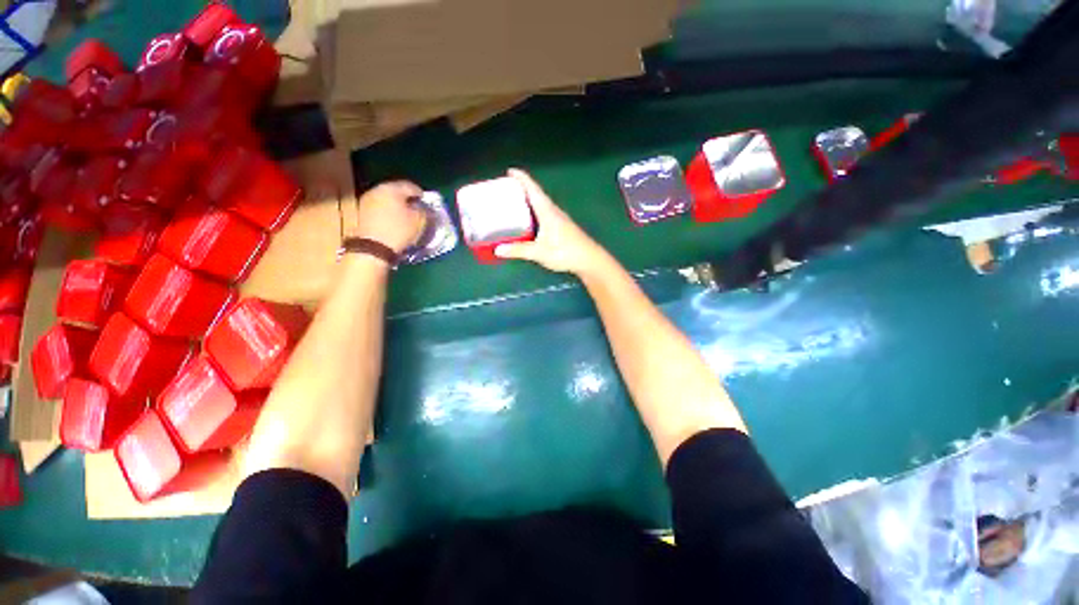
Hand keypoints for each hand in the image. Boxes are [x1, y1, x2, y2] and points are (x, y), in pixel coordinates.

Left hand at [354, 181, 426, 253]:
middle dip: (408, 200)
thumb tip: (425, 208)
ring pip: (387, 200)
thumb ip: (425, 211)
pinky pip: (380, 208)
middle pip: (397, 191)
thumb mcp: (419, 221)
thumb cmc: (399, 231)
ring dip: (398, 206)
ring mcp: (367, 201)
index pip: (411, 186)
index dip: (422, 195)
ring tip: (407, 217)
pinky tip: (395, 222)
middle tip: (418, 210)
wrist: (373, 248)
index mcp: (392, 188)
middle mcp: (377, 190)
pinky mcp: (362, 213)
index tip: (428, 204)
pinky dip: (389, 213)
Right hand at [495, 169, 609, 276]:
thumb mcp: (539, 252)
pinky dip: (534, 212)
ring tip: (514, 204)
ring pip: (541, 204)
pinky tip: (529, 221)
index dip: (522, 178)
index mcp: (547, 211)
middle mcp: (553, 211)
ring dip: (528, 201)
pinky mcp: (562, 227)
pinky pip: (544, 213)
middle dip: (522, 189)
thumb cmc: (565, 252)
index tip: (510, 171)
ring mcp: (559, 219)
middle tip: (506, 190)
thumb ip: (518, 250)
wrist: (589, 260)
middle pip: (536, 194)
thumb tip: (498, 250)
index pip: (533, 189)